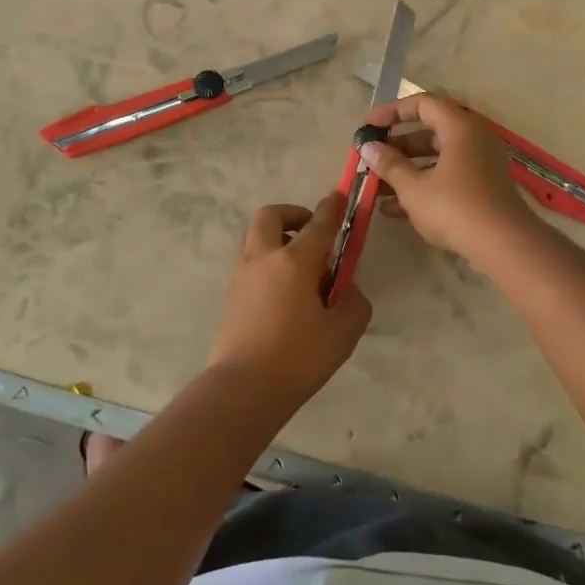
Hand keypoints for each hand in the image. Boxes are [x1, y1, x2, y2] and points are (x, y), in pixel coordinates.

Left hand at [208, 194, 372, 405]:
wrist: (243, 389)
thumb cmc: (298, 358)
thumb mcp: (343, 332)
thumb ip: (353, 302)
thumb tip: (345, 289)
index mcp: (294, 262)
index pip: (318, 224)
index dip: (332, 208)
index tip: (339, 195)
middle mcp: (263, 258)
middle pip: (271, 216)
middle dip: (293, 214)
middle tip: (312, 232)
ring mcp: (242, 275)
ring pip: (256, 237)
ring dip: (278, 238)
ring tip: (300, 267)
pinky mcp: (231, 294)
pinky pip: (251, 261)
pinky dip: (268, 261)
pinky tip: (284, 291)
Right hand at [359, 94, 535, 263]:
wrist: (504, 245)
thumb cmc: (455, 207)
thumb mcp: (414, 187)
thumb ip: (389, 165)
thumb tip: (368, 147)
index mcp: (460, 127)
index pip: (423, 104)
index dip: (392, 112)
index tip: (369, 127)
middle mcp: (473, 138)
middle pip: (430, 131)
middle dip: (397, 146)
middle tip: (372, 158)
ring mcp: (481, 163)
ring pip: (437, 157)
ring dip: (407, 170)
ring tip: (377, 187)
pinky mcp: (483, 187)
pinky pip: (448, 176)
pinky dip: (424, 185)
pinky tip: (395, 210)